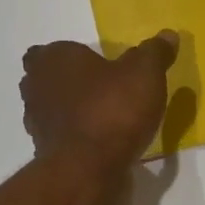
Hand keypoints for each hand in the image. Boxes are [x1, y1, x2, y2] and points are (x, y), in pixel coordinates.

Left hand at [21, 31, 179, 172]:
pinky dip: (76, 138)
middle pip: (46, 79)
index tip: (94, 65)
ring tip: (103, 118)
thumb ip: (155, 52)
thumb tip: (168, 35)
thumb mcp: (145, 74)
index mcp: (54, 59)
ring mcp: (37, 123)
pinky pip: (62, 138)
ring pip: (51, 110)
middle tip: (99, 89)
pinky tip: (102, 144)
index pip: (50, 50)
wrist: (88, 170)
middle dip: (67, 83)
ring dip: (71, 112)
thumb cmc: (113, 110)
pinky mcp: (46, 153)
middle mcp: (36, 87)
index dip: (70, 57)